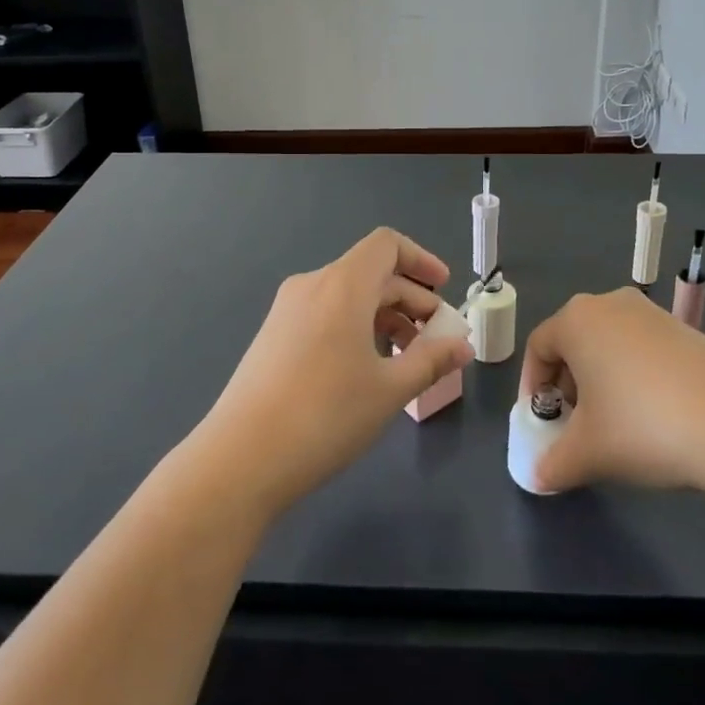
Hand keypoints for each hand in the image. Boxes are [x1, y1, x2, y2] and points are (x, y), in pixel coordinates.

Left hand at [196, 227, 473, 518]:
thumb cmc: (326, 416)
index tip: (444, 290)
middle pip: (371, 274)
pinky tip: (367, 370)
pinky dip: (356, 328)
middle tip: (437, 341)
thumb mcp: (389, 389)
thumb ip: (432, 360)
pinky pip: (326, 315)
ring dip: (385, 317)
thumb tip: (464, 345)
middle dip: (411, 300)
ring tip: (406, 361)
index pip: (386, 245)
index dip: (421, 260)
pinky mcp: (273, 336)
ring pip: (348, 297)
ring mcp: (287, 311)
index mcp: (342, 285)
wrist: (240, 459)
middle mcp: (312, 285)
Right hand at [519, 287, 704, 494]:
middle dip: (568, 385)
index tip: (542, 423)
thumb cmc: (643, 426)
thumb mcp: (589, 453)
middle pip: (574, 342)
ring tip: (616, 426)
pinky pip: (643, 350)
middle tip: (576, 426)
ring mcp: (653, 313)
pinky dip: (635, 378)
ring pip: (610, 346)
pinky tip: (655, 417)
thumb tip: (539, 475)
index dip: (533, 387)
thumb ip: (554, 463)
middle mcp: (611, 304)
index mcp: (577, 320)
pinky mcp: (687, 330)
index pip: (538, 347)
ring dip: (602, 382)